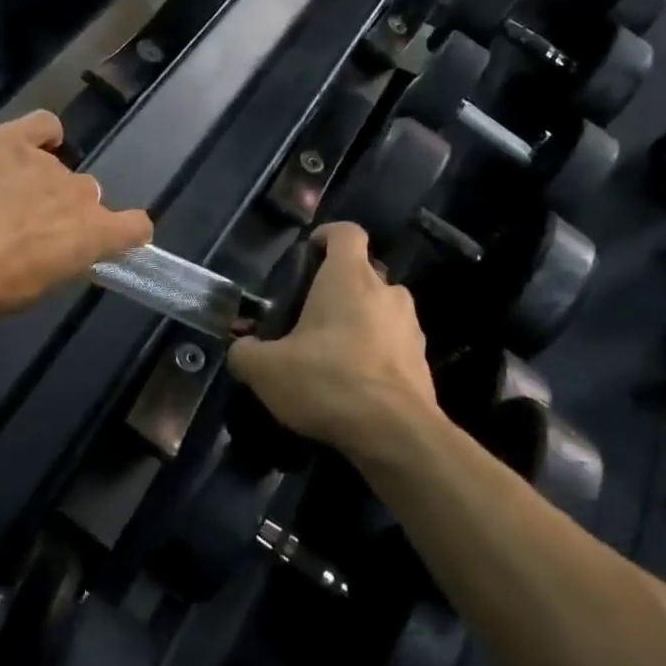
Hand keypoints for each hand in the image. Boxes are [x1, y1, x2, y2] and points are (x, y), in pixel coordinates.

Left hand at [0, 112, 151, 319]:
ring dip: (43, 181)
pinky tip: (25, 146)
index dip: (126, 234)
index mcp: (94, 234)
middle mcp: (80, 193)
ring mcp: (46, 163)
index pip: (136, 227)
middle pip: (89, 196)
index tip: (109, 243)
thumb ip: (58, 262)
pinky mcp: (10, 140)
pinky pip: (42, 125)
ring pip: (59, 168)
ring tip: (6, 196)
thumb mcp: (35, 290)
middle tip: (34, 230)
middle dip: (68, 210)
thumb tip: (54, 251)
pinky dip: (40, 134)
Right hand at [228, 222, 441, 459]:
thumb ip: (245, 352)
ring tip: (332, 354)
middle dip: (337, 289)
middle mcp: (387, 290)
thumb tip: (242, 349)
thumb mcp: (266, 370)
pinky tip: (355, 382)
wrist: (395, 433)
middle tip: (309, 317)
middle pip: (362, 273)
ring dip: (359, 322)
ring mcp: (411, 325)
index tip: (308, 254)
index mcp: (350, 277)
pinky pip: (394, 343)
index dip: (326, 235)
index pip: (346, 232)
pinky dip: (376, 353)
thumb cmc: (328, 381)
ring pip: (380, 309)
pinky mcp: (423, 359)